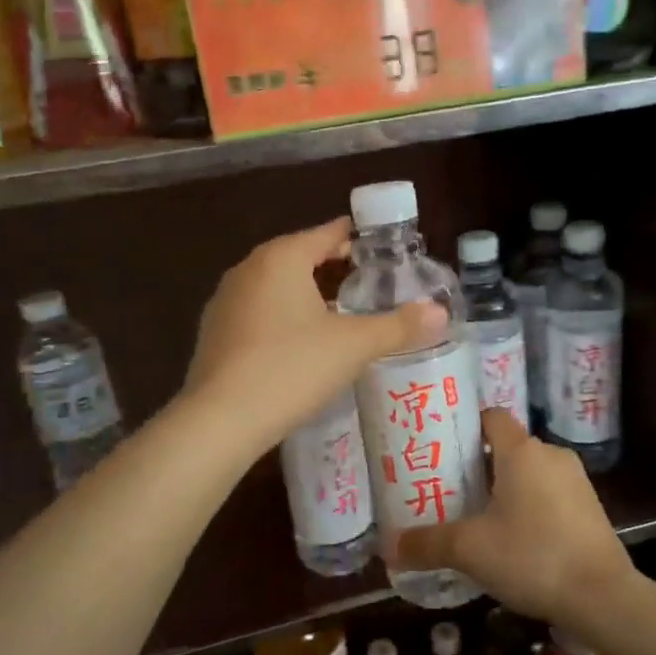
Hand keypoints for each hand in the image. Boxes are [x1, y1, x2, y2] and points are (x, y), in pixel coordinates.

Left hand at [185, 218, 445, 453]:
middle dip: (336, 269)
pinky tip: (301, 346)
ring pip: (278, 287)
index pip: (328, 233)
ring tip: (342, 316)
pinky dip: (284, 318)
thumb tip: (441, 313)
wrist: (220, 421)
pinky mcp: (215, 333)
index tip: (386, 251)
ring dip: (309, 295)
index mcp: (282, 258)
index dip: (359, 240)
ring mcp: (225, 301)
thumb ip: (399, 326)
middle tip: (372, 287)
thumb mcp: (353, 346)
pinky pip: (259, 313)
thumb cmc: (291, 368)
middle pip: (302, 257)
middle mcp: (249, 269)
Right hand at [388, 409, 634, 627]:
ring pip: (530, 473)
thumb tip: (388, 548)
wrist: (603, 597)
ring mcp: (576, 481)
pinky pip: (550, 495)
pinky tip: (514, 539)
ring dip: (506, 489)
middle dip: (480, 465)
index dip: (466, 426)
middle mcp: (551, 455)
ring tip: (477, 517)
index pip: (491, 417)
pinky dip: (530, 507)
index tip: (442, 447)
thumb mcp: (470, 550)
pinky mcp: (590, 508)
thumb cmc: (532, 557)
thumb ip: (428, 544)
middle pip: (508, 447)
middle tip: (449, 489)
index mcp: (522, 451)